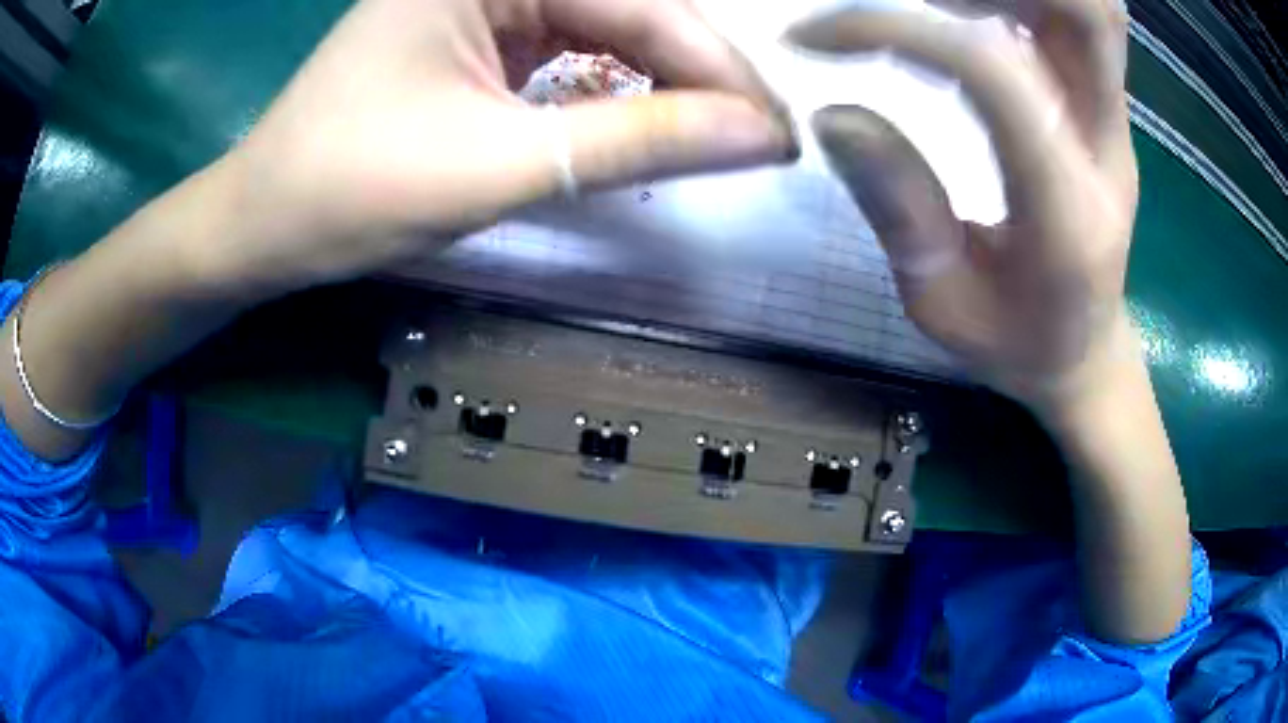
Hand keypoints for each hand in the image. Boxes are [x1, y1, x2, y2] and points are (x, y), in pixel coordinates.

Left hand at [203, 0, 794, 294]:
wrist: (263, 224)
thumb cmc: (348, 193)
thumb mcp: (497, 165)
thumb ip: (637, 140)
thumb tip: (760, 138)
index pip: (640, 4)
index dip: (720, 71)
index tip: (780, 134)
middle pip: (629, 4)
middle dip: (698, 70)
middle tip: (759, 138)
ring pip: (608, 21)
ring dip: (666, 75)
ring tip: (718, 132)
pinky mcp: (477, 28)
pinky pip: (573, 40)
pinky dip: (616, 80)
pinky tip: (648, 113)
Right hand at [790, 0, 1136, 416]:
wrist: (1089, 353)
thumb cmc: (1019, 343)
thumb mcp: (943, 303)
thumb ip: (899, 207)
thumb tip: (833, 115)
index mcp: (1067, 209)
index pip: (993, 73)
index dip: (898, 30)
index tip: (817, 37)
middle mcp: (1106, 145)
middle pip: (1086, 9)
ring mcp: (1113, 117)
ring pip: (1090, 4)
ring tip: (932, 1)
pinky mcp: (1106, 104)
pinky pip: (1078, 18)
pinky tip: (962, 8)